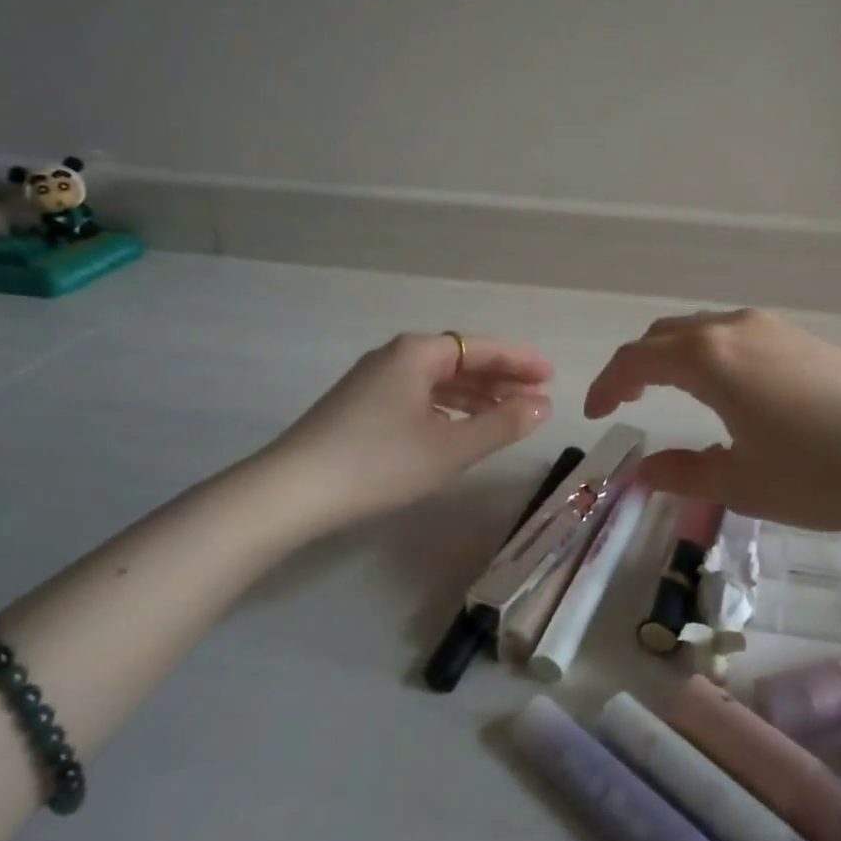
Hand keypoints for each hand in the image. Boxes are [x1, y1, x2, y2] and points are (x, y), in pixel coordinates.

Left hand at [265, 332, 552, 525]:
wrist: (290, 492)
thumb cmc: (378, 463)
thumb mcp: (449, 448)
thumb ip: (501, 424)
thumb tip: (542, 406)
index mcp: (418, 353)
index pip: (482, 347)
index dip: (520, 361)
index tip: (551, 375)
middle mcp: (396, 356)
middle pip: (461, 360)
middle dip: (500, 378)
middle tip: (537, 397)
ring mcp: (374, 380)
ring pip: (439, 380)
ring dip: (476, 395)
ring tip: (508, 415)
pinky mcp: (360, 405)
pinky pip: (419, 395)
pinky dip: (448, 408)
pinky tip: (460, 428)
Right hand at [584, 309, 840, 531]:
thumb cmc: (819, 473)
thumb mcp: (741, 483)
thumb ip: (683, 472)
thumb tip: (642, 471)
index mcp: (708, 359)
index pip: (637, 359)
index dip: (607, 385)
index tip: (596, 415)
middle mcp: (735, 329)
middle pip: (666, 335)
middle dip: (637, 365)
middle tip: (626, 401)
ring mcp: (773, 328)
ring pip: (704, 330)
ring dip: (675, 356)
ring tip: (671, 394)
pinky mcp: (803, 337)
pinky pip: (737, 336)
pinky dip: (711, 355)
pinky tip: (728, 390)